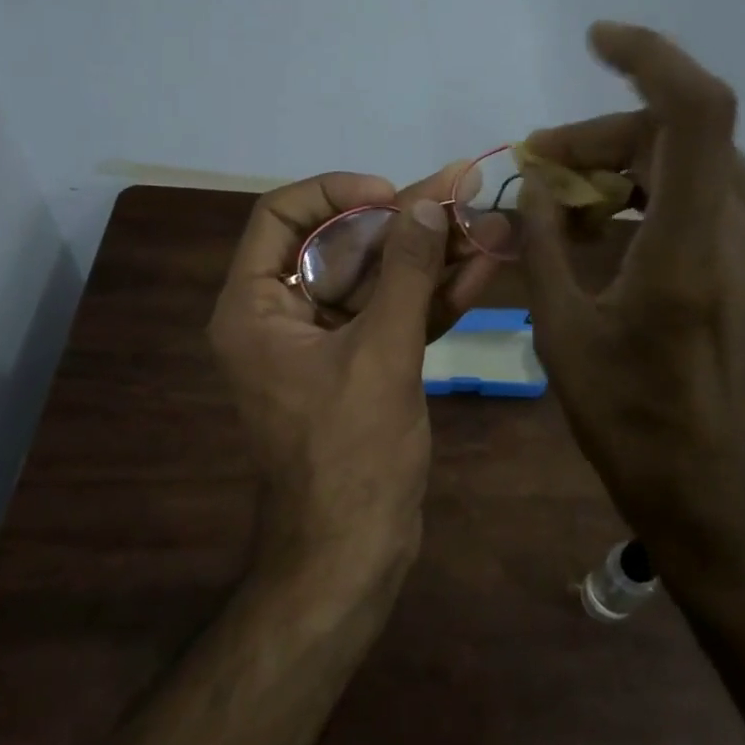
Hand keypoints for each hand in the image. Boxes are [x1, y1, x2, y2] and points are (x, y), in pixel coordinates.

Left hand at [208, 163, 504, 584]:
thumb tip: (431, 200)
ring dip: (430, 255)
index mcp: (256, 307)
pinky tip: (482, 266)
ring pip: (377, 280)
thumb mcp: (381, 353)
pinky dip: (434, 295)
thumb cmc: (351, 453)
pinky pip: (394, 316)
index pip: (283, 217)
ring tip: (488, 222)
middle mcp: (284, 317)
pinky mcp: (363, 366)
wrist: (354, 551)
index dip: (338, 194)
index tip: (393, 195)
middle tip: (463, 195)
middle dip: (405, 222)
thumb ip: (406, 271)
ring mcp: (326, 344)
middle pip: (342, 246)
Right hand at [517, 23, 744, 574]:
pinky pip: (719, 207)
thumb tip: (538, 190)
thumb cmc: (631, 429)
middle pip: (687, 137)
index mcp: (689, 257)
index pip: (695, 114)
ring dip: (639, 165)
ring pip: (706, 169)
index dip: (651, 57)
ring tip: (578, 201)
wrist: (720, 501)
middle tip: (548, 167)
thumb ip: (546, 250)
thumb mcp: (563, 339)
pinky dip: (666, 196)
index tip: (597, 41)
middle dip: (611, 135)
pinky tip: (623, 233)